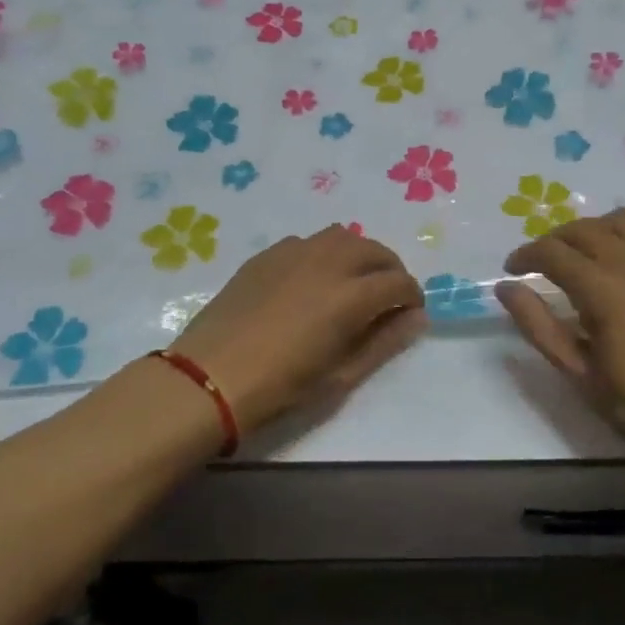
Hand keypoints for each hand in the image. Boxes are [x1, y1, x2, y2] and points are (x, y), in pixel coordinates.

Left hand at [168, 225, 425, 430]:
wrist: (209, 378)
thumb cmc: (281, 387)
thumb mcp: (341, 376)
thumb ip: (384, 342)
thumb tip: (416, 318)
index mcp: (351, 295)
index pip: (399, 282)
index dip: (412, 296)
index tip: (409, 313)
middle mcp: (328, 262)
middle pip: (375, 250)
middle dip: (390, 270)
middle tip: (386, 297)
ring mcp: (294, 253)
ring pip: (341, 236)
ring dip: (358, 254)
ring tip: (352, 281)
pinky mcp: (266, 255)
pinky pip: (307, 242)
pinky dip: (323, 254)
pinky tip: (311, 281)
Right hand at [496, 208, 624, 484]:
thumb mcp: (578, 371)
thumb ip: (538, 324)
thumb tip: (506, 288)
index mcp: (605, 289)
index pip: (553, 252)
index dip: (525, 255)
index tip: (511, 270)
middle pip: (584, 229)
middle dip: (554, 240)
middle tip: (538, 265)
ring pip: (620, 222)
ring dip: (591, 232)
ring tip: (580, 259)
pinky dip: (624, 240)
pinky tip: (620, 269)